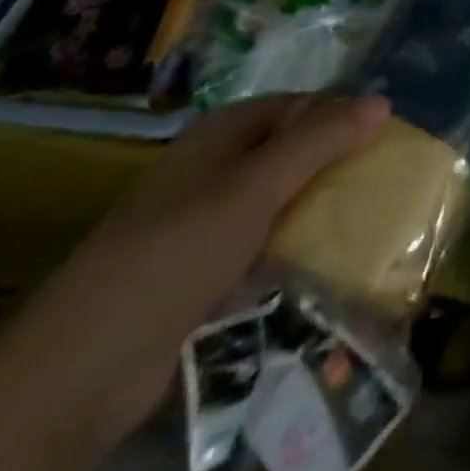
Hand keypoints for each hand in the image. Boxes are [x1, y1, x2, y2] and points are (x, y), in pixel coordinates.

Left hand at [0, 95, 388, 470]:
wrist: (80, 371)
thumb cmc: (176, 251)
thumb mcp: (256, 187)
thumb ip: (320, 140)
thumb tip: (384, 99)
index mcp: (222, 132)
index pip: (300, 104)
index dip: (344, 114)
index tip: (390, 139)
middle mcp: (214, 167)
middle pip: (291, 152)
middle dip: (337, 163)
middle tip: (387, 181)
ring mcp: (205, 222)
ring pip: (279, 201)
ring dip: (318, 209)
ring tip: (369, 221)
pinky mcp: (201, 273)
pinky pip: (262, 246)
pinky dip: (293, 249)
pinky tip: (325, 263)